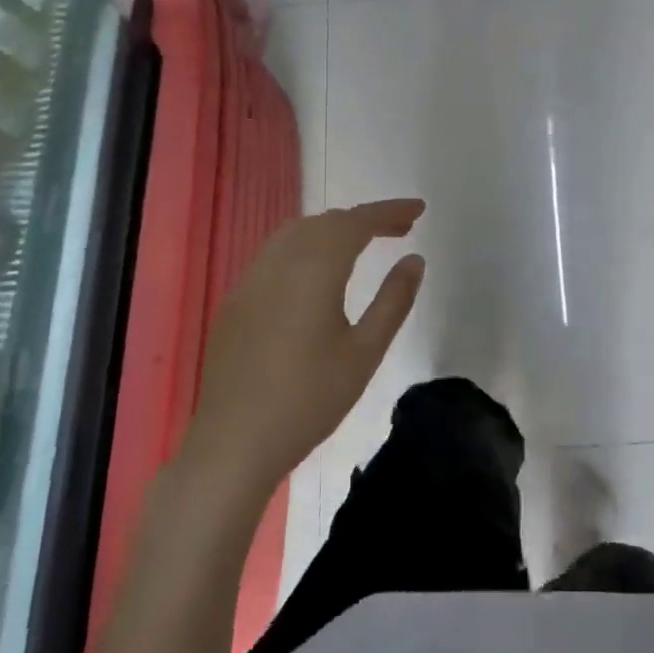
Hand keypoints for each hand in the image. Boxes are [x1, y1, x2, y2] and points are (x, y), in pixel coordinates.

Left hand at [185, 199, 425, 495]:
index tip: (419, 209)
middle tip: (401, 230)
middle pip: (326, 221)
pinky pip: (275, 254)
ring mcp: (251, 280)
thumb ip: (393, 300)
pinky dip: (306, 247)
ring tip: (363, 244)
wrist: (234, 442)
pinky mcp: (235, 301)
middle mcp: (279, 262)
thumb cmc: (310, 399)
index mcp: (314, 269)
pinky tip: (317, 273)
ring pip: (296, 233)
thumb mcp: (365, 352)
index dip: (389, 210)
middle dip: (365, 218)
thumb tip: (414, 260)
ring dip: (333, 229)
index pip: (356, 222)